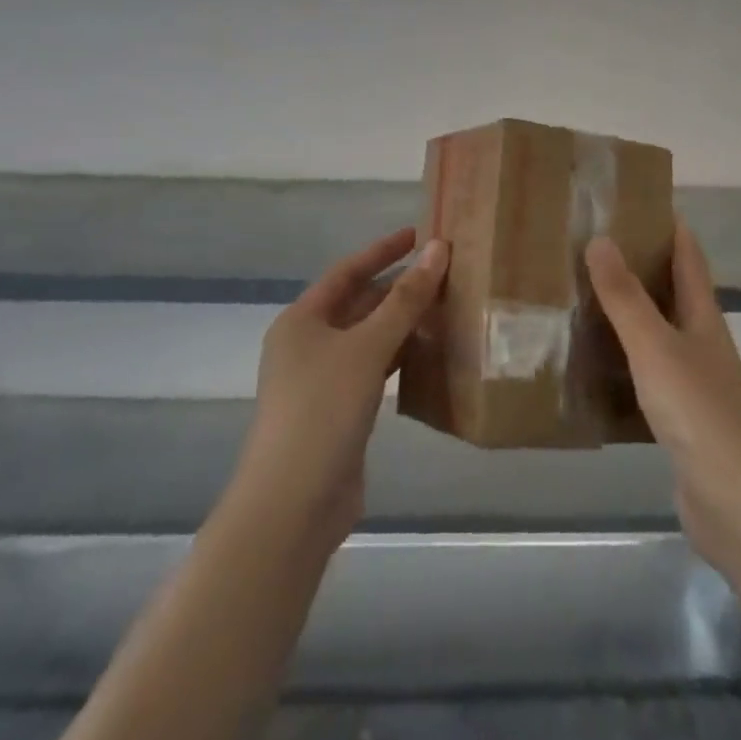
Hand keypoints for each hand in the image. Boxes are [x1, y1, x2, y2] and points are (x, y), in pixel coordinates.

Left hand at [235, 229, 448, 550]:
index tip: (420, 234)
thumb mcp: (368, 347)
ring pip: (369, 337)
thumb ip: (405, 300)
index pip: (348, 271)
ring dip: (403, 323)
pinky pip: (375, 368)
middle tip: (446, 272)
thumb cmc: (323, 410)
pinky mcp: (340, 410)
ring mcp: (322, 380)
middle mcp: (308, 344)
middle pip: (359, 303)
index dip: (384, 250)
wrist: (293, 505)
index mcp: (302, 320)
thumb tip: (439, 249)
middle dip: (399, 288)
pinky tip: (430, 353)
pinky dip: (400, 357)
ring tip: (447, 307)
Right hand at [586, 224, 740, 579]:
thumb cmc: (698, 411)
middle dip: (640, 267)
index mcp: (702, 316)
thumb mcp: (655, 346)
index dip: (669, 226)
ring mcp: (692, 382)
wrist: (734, 501)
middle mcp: (701, 342)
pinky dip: (622, 361)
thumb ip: (626, 297)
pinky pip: (645, 375)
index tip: (636, 201)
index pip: (688, 257)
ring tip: (584, 297)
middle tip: (593, 247)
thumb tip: (600, 238)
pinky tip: (594, 365)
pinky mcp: (679, 418)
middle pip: (673, 292)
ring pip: (657, 334)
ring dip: (628, 315)